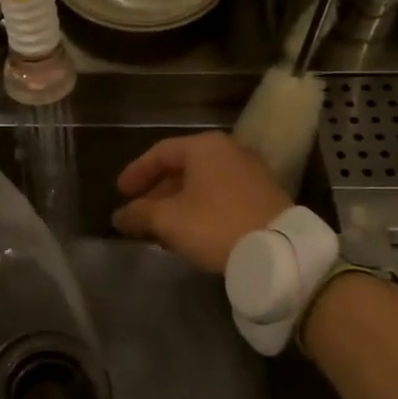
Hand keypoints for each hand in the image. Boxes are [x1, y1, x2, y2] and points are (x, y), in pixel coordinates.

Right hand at [112, 131, 292, 274]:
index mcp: (204, 147)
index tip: (120, 192)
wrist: (278, 251)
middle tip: (139, 213)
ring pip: (202, 183)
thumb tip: (119, 216)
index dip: (136, 172)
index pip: (160, 152)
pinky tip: (190, 232)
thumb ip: (139, 214)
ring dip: (177, 203)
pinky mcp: (264, 196)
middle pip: (182, 167)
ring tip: (161, 228)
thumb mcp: (168, 220)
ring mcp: (250, 173)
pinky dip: (200, 209)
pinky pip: (221, 195)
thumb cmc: (215, 225)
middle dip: (157, 192)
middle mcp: (229, 151)